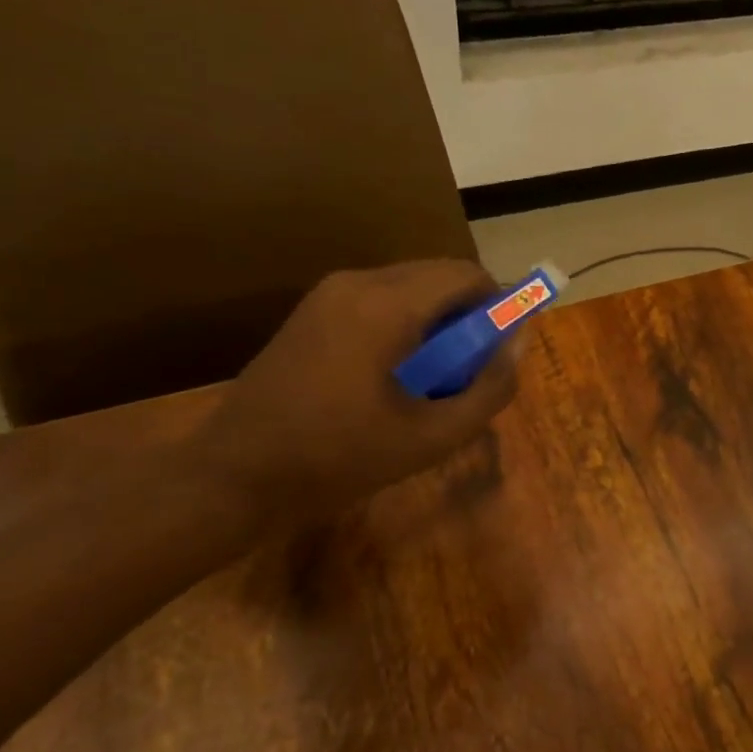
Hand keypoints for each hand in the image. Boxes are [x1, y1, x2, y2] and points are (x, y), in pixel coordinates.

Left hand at [191, 262, 520, 515]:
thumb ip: (489, 388)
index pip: (467, 275)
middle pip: (438, 276)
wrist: (234, 476)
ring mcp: (328, 294)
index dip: (498, 306)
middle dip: (467, 316)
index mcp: (387, 305)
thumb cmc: (340, 458)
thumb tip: (518, 344)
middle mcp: (357, 282)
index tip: (499, 351)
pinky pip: (379, 300)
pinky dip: (405, 325)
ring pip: (410, 287)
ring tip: (431, 379)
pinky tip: (393, 376)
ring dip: (436, 321)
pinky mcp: (312, 311)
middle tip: (468, 371)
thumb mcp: (433, 437)